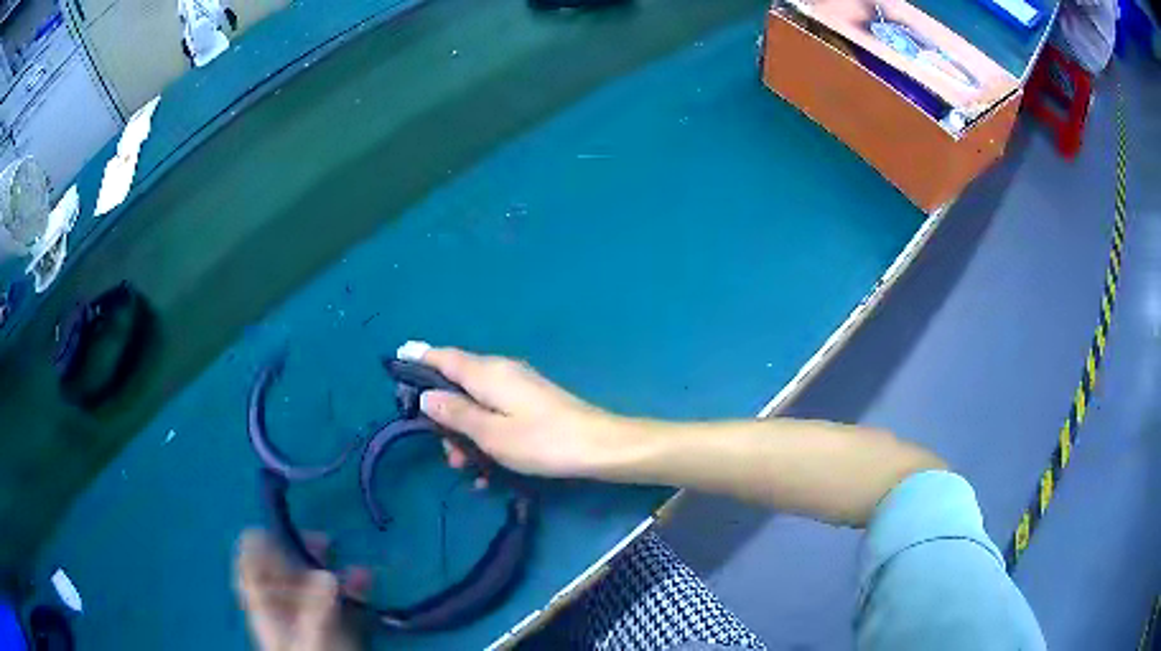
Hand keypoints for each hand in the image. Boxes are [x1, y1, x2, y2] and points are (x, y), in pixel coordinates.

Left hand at [235, 530, 368, 650]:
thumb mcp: (311, 640)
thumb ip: (315, 611)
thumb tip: (327, 574)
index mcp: (265, 606)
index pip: (249, 566)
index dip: (259, 545)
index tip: (278, 529)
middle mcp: (283, 604)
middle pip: (282, 567)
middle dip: (301, 550)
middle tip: (323, 541)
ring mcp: (308, 612)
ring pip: (312, 579)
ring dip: (330, 567)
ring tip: (351, 563)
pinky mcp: (331, 621)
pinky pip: (337, 596)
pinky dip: (350, 586)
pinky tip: (364, 582)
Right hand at [416, 347, 623, 477]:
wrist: (598, 447)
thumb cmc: (541, 441)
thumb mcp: (490, 433)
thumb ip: (455, 413)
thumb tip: (425, 395)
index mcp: (487, 372)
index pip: (443, 356)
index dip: (418, 359)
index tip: (396, 364)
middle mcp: (500, 371)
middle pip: (457, 383)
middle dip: (444, 416)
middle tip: (444, 452)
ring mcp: (518, 387)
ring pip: (476, 404)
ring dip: (465, 434)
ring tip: (467, 469)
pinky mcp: (530, 403)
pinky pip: (495, 414)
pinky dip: (486, 436)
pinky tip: (488, 470)